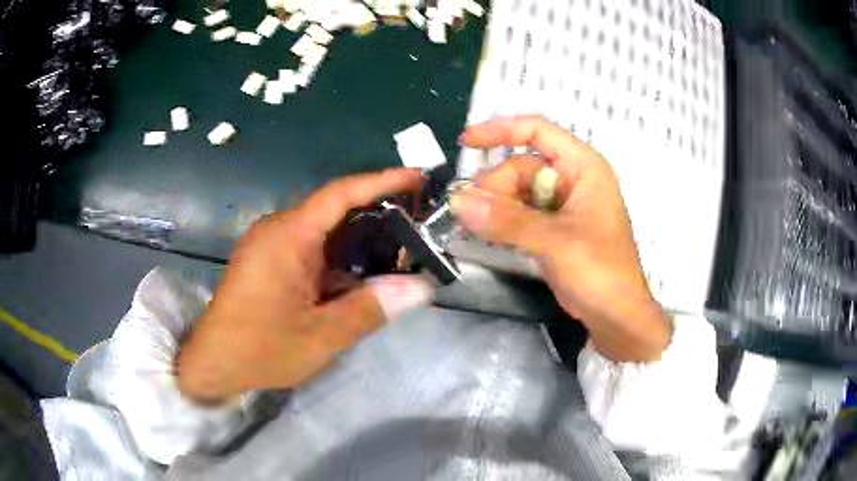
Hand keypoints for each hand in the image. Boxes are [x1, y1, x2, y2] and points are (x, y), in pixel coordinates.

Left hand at [176, 168, 433, 402]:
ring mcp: (271, 246)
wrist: (213, 364)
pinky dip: (338, 259)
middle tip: (418, 226)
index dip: (381, 181)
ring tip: (399, 253)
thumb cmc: (260, 349)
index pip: (340, 194)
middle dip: (377, 214)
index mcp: (288, 237)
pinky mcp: (268, 262)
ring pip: (323, 232)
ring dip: (358, 241)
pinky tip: (360, 278)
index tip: (417, 176)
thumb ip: (371, 308)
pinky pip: (310, 249)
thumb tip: (420, 287)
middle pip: (334, 210)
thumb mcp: (321, 336)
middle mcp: (278, 230)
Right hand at [451, 116, 671, 361]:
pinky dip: (503, 221)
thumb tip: (457, 201)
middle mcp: (572, 179)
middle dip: (494, 186)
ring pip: (518, 192)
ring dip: (494, 206)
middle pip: (521, 167)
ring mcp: (563, 205)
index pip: (538, 131)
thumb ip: (507, 220)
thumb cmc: (600, 272)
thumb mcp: (555, 242)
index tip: (465, 143)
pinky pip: (521, 214)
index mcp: (583, 167)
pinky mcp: (554, 228)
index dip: (500, 131)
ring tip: (472, 225)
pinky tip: (486, 233)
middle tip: (469, 213)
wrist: (617, 316)